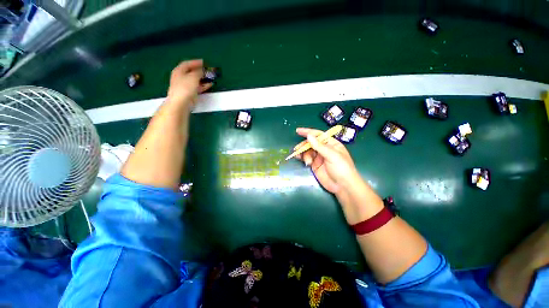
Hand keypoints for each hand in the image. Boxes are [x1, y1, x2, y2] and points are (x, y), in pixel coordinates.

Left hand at [167, 59, 212, 105]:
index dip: (195, 62)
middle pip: (191, 72)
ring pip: (195, 80)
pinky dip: (203, 85)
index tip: (204, 62)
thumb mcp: (193, 77)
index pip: (187, 64)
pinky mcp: (190, 93)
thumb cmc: (185, 87)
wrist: (181, 103)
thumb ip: (199, 72)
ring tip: (210, 78)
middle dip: (200, 71)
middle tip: (208, 70)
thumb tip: (202, 70)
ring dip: (203, 78)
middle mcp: (181, 77)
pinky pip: (197, 87)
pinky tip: (209, 85)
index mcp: (179, 71)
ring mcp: (185, 86)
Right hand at [295, 128, 358, 193]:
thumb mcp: (332, 155)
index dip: (308, 132)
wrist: (343, 186)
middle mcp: (324, 149)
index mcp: (331, 143)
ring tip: (306, 160)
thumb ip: (319, 146)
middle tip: (298, 149)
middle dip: (304, 145)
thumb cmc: (341, 168)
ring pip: (308, 151)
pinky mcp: (315, 164)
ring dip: (304, 153)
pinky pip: (306, 158)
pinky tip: (299, 158)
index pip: (318, 135)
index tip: (298, 131)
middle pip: (311, 143)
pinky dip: (302, 157)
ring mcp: (319, 157)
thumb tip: (309, 136)